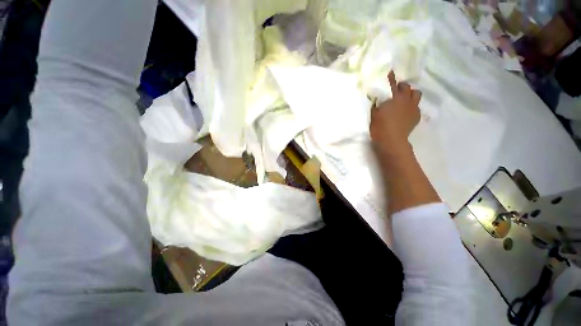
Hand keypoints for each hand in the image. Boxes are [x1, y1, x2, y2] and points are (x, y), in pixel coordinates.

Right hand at [370, 71, 420, 158]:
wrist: (391, 140)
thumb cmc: (379, 126)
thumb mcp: (374, 114)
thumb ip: (377, 104)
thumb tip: (378, 99)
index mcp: (394, 97)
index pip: (393, 83)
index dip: (391, 78)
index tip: (391, 72)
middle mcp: (406, 100)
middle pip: (408, 87)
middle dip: (402, 87)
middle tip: (396, 90)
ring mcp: (413, 108)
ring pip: (416, 95)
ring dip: (411, 94)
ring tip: (404, 99)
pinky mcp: (416, 116)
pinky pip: (417, 106)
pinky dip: (412, 106)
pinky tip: (407, 111)